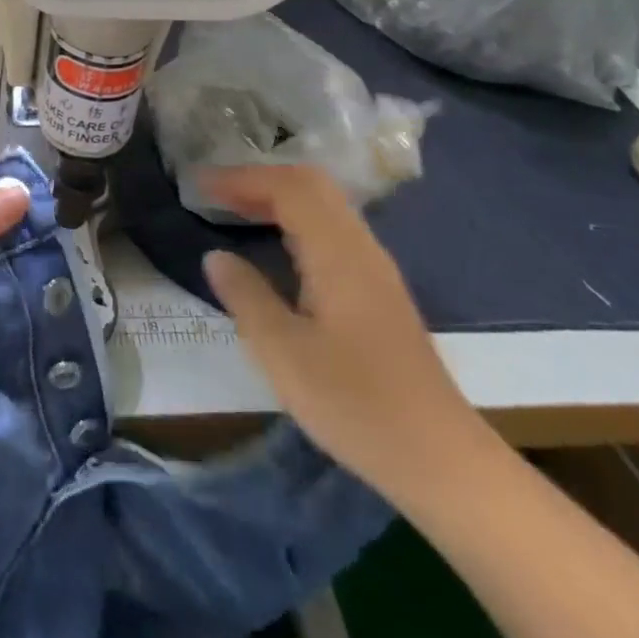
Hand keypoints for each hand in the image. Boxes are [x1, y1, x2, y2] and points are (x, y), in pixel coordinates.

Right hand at [198, 165, 484, 501]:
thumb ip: (246, 297)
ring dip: (279, 197)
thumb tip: (216, 256)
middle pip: (312, 185)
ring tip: (236, 212)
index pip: (289, 189)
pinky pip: (333, 230)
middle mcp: (361, 248)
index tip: (199, 186)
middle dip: (260, 180)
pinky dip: (297, 220)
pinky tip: (277, 247)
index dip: (241, 178)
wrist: (440, 458)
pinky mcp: (380, 291)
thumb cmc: (355, 405)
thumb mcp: (283, 354)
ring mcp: (376, 269)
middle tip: (215, 194)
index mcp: (338, 255)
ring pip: (326, 206)